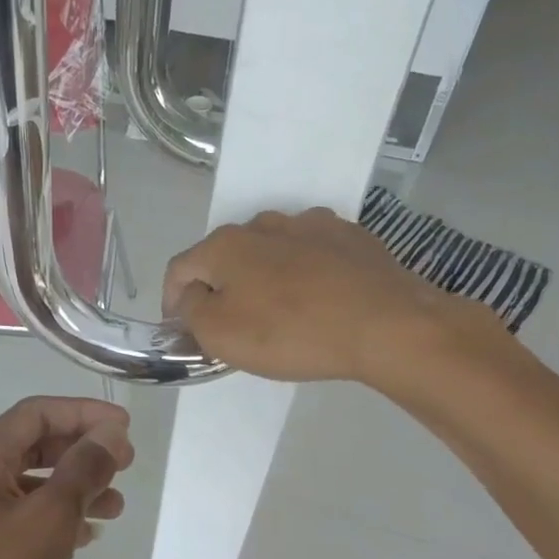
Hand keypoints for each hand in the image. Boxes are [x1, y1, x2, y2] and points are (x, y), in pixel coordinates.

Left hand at [0, 397, 133, 558]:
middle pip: (30, 445)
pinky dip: (51, 518)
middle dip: (80, 451)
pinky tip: (84, 535)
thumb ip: (83, 470)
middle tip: (125, 465)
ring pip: (26, 484)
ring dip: (72, 488)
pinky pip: (16, 517)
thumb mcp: (50, 521)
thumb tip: (110, 433)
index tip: (125, 428)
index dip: (84, 413)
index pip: (36, 413)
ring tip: (115, 507)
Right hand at [163, 207, 501, 390]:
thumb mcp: (220, 334)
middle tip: (231, 324)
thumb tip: (193, 294)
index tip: (181, 330)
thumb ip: (191, 310)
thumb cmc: (291, 332)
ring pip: (269, 252)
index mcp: (225, 244)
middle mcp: (264, 224)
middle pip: (225, 257)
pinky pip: (310, 254)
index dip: (172, 301)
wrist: (387, 325)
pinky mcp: (350, 237)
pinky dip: (302, 273)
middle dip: (219, 288)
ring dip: (261, 277)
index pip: (180, 269)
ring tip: (277, 311)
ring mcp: (311, 225)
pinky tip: (318, 299)